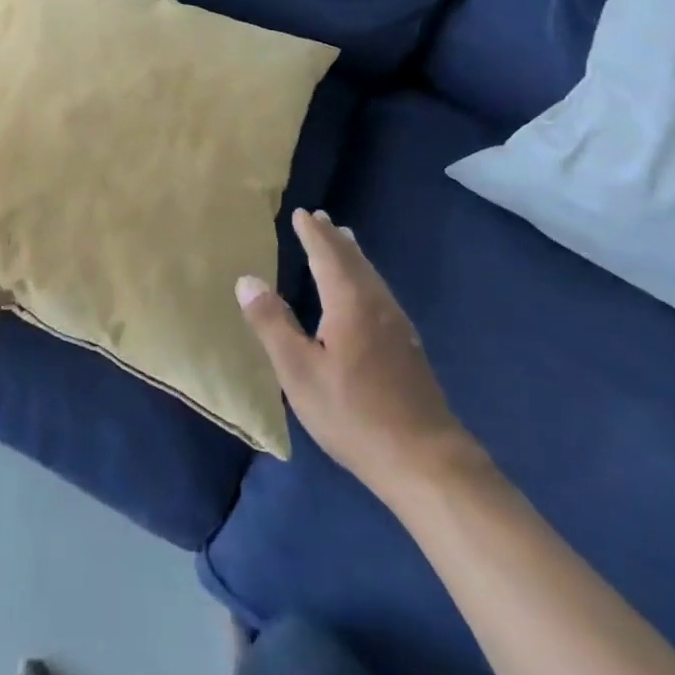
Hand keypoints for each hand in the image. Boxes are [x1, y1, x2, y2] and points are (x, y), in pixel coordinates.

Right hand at [237, 209, 478, 501]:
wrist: (427, 462)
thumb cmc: (354, 414)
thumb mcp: (299, 371)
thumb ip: (272, 323)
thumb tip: (246, 280)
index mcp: (349, 303)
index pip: (327, 256)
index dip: (313, 234)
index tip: (301, 213)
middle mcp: (376, 305)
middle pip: (354, 261)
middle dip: (334, 239)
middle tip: (321, 218)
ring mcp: (398, 327)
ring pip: (371, 277)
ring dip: (353, 256)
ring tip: (344, 242)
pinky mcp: (409, 349)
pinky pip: (381, 293)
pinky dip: (366, 277)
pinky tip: (365, 294)